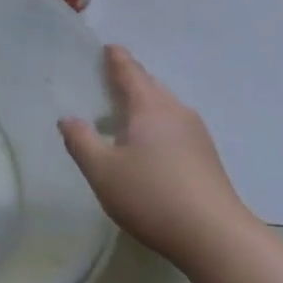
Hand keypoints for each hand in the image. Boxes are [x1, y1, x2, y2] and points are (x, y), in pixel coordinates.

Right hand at [59, 46, 251, 265]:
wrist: (214, 235)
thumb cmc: (151, 196)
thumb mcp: (102, 172)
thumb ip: (81, 142)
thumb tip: (68, 118)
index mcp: (149, 107)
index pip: (130, 72)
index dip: (117, 59)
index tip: (109, 47)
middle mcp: (176, 111)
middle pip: (150, 86)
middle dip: (131, 79)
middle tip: (111, 78)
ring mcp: (196, 134)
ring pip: (165, 107)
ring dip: (145, 104)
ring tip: (125, 115)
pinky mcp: (206, 156)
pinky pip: (175, 126)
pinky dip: (157, 125)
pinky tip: (149, 147)